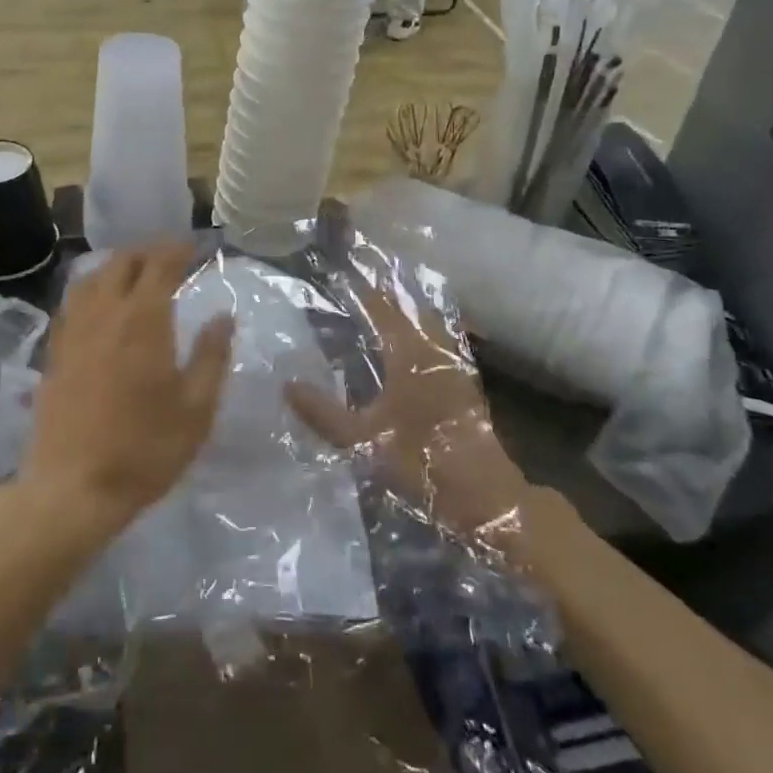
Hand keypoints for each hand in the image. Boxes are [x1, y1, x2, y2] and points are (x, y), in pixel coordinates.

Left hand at [21, 243, 235, 544]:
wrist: (73, 486)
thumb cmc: (145, 448)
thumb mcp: (196, 408)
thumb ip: (212, 356)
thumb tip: (223, 316)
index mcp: (143, 320)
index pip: (160, 265)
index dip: (178, 249)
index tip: (194, 247)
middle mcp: (105, 313)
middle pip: (122, 262)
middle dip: (148, 252)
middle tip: (170, 258)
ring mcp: (73, 331)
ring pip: (92, 277)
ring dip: (117, 267)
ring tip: (136, 274)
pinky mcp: (55, 351)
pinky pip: (73, 302)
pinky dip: (92, 289)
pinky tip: (100, 305)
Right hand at [286, 268, 531, 539]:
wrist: (484, 495)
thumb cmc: (421, 461)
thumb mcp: (362, 439)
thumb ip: (323, 412)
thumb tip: (287, 385)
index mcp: (410, 354)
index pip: (383, 308)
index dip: (362, 291)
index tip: (339, 278)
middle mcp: (434, 349)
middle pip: (409, 308)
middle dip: (383, 294)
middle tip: (355, 287)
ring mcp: (454, 364)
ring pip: (427, 323)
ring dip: (404, 311)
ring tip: (378, 306)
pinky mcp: (464, 382)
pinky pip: (438, 340)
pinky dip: (420, 331)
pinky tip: (407, 344)